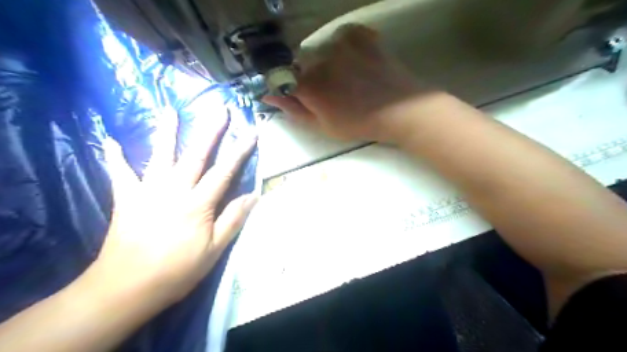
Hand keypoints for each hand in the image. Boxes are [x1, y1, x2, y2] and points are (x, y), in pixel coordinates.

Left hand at [91, 113, 257, 304]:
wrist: (126, 288)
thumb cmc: (176, 271)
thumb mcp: (214, 250)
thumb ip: (233, 219)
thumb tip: (253, 195)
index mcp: (198, 204)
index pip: (224, 171)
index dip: (239, 151)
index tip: (251, 132)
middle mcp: (174, 190)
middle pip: (195, 155)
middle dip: (210, 131)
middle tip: (219, 110)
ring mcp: (147, 192)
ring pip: (160, 156)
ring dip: (166, 132)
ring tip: (169, 109)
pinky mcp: (126, 199)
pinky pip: (119, 174)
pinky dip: (114, 157)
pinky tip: (110, 140)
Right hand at [264, 24, 444, 142]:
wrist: (400, 110)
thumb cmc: (359, 124)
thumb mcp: (323, 126)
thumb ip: (294, 110)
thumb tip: (269, 97)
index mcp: (308, 85)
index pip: (283, 78)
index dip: (291, 88)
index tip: (302, 95)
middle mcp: (319, 58)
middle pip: (302, 62)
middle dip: (310, 76)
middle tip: (331, 90)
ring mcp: (340, 43)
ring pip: (321, 49)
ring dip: (328, 62)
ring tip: (348, 77)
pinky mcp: (359, 34)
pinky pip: (342, 37)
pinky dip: (344, 48)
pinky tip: (357, 62)